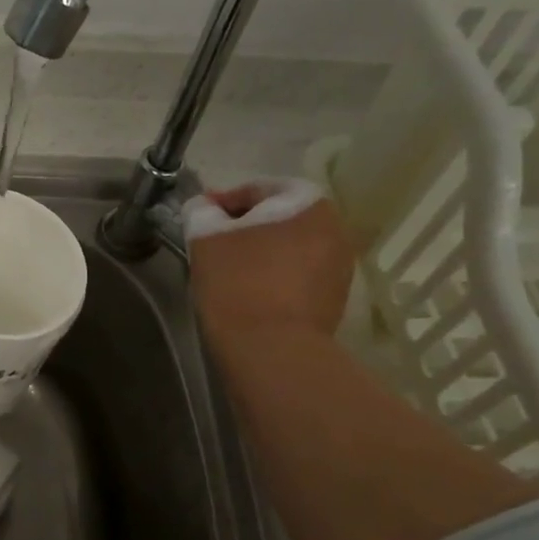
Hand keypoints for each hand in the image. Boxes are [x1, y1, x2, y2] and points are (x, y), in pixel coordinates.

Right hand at [188, 185, 356, 355]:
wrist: (271, 351)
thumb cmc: (238, 284)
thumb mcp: (206, 240)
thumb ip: (201, 213)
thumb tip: (203, 207)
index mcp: (308, 204)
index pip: (260, 188)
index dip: (224, 201)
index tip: (199, 218)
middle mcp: (334, 228)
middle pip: (279, 218)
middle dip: (246, 227)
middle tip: (212, 243)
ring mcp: (339, 267)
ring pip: (289, 248)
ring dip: (261, 253)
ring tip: (227, 271)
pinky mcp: (333, 300)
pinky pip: (297, 276)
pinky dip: (273, 277)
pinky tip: (248, 293)